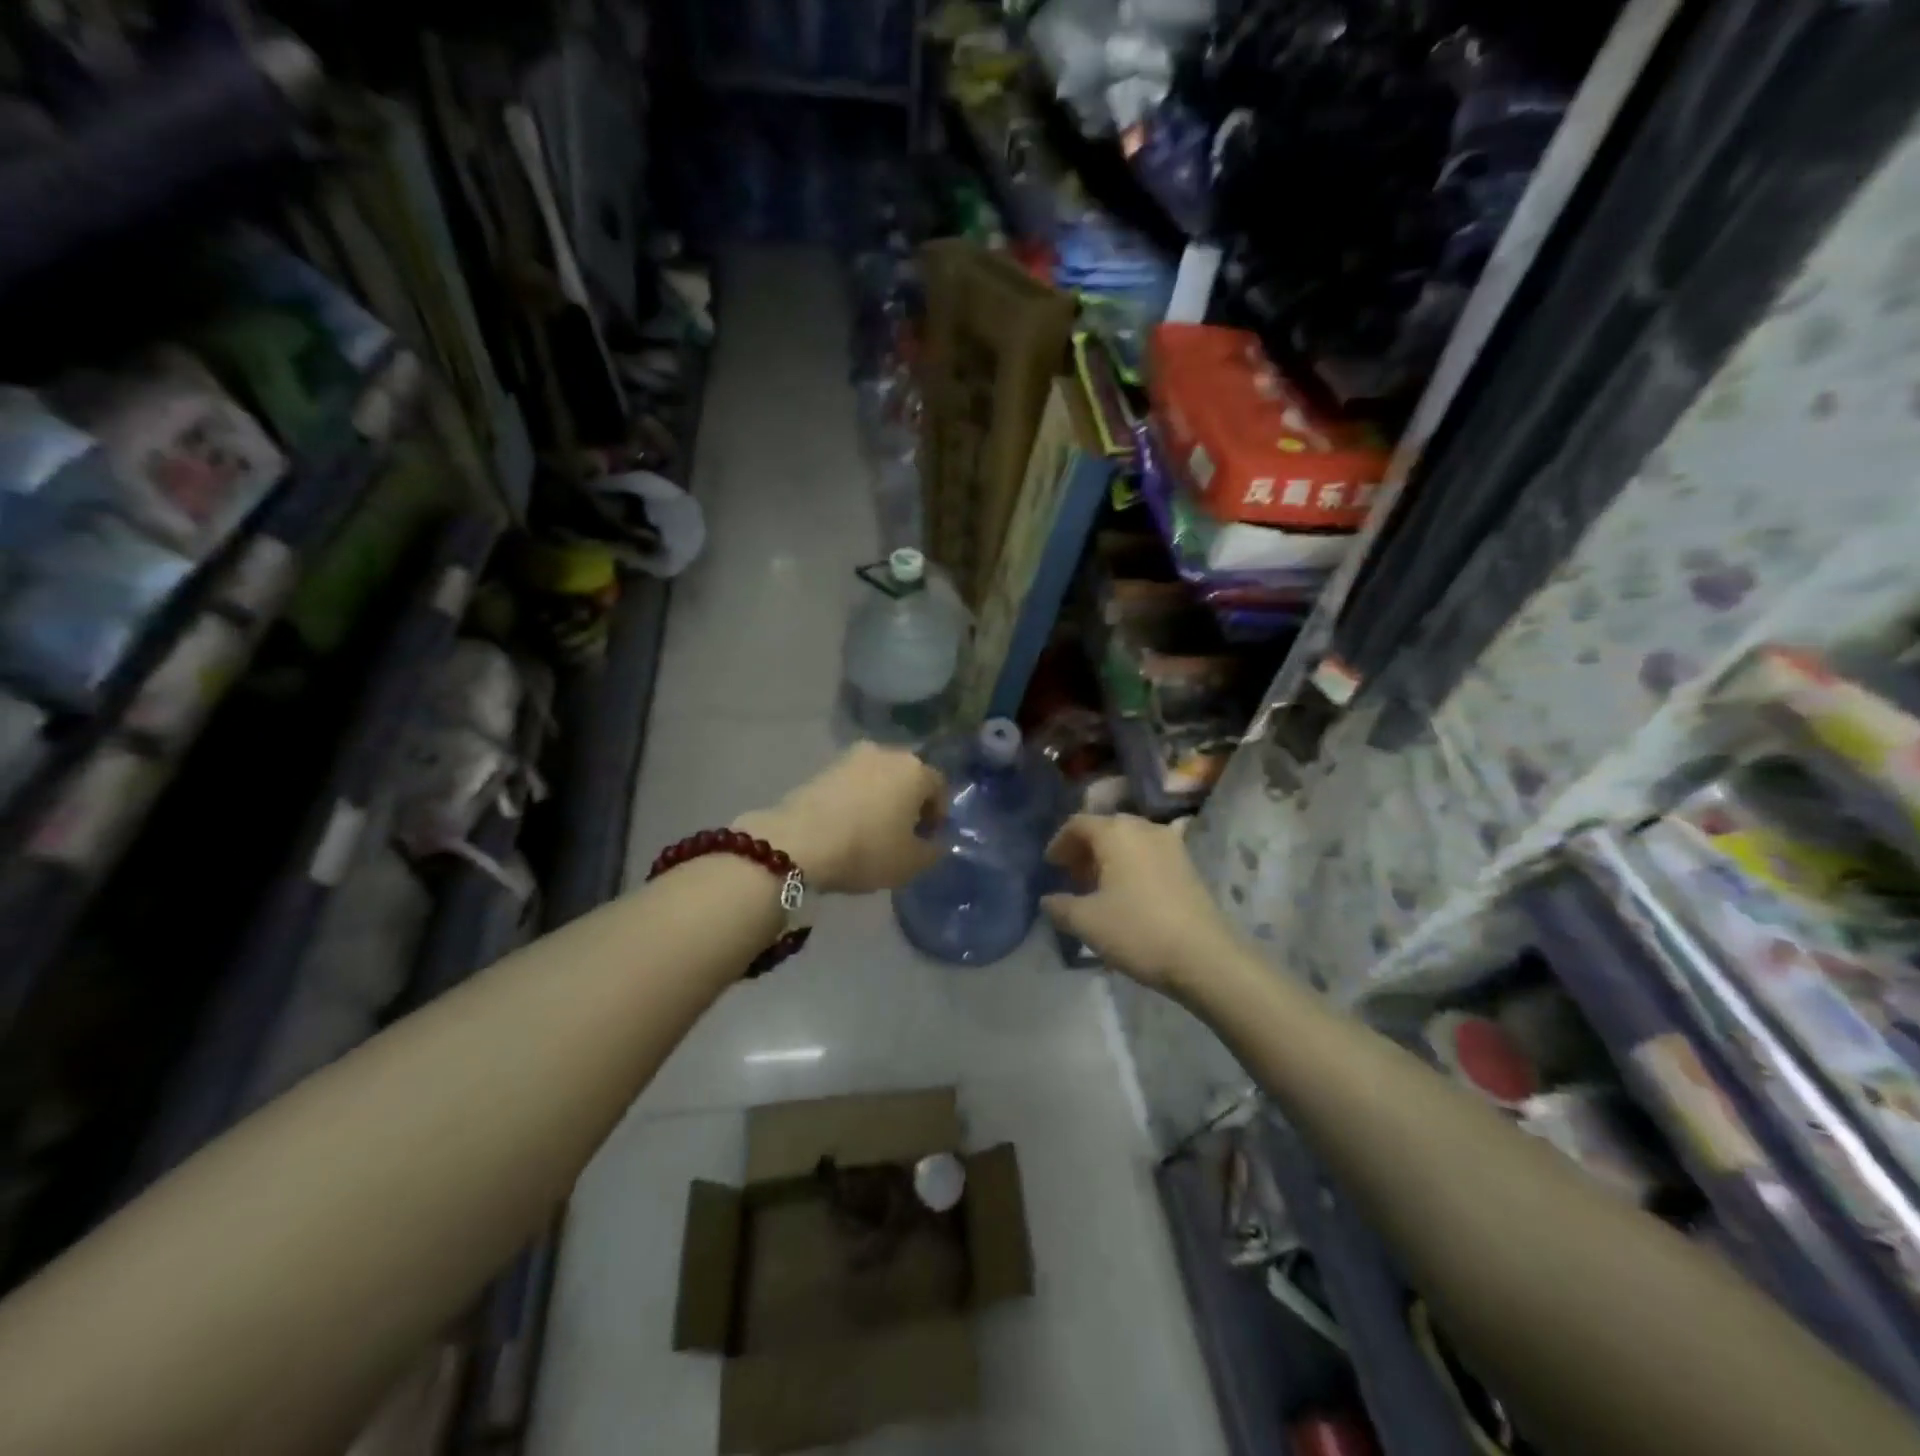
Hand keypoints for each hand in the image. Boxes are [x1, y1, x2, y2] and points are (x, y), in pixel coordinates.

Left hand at [735, 743, 945, 894]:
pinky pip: (853, 784)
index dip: (938, 815)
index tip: (928, 840)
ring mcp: (852, 757)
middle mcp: (887, 753)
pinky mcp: (823, 767)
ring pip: (879, 778)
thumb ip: (934, 850)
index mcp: (916, 770)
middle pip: (908, 777)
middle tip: (902, 835)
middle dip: (909, 803)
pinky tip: (848, 826)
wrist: (799, 842)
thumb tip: (936, 842)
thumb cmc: (867, 849)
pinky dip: (857, 800)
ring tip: (872, 831)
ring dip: (882, 799)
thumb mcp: (912, 863)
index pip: (940, 787)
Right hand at [1040, 813, 1237, 992]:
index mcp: (1116, 833)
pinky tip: (1128, 893)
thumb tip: (1048, 900)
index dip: (1059, 843)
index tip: (1050, 866)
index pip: (1078, 824)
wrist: (1205, 957)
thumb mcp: (1087, 922)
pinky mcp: (1188, 865)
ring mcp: (1171, 845)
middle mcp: (1144, 828)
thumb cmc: (1138, 931)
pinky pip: (1149, 854)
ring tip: (1098, 887)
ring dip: (1109, 858)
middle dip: (1085, 849)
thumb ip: (1060, 907)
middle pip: (1106, 828)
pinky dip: (1132, 865)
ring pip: (1129, 841)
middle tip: (1071, 876)